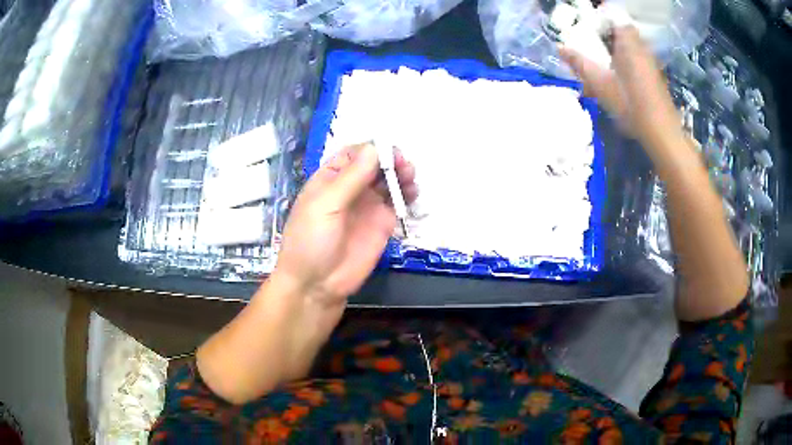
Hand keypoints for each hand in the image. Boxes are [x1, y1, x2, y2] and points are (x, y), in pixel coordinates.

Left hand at [274, 142, 417, 309]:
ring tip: (410, 177)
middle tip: (404, 165)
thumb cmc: (311, 240)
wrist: (317, 284)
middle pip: (375, 164)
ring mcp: (368, 205)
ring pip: (388, 181)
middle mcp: (351, 188)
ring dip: (401, 174)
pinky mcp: (382, 223)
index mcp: (331, 178)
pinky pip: (398, 202)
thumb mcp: (326, 205)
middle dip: (391, 160)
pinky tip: (413, 192)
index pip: (355, 153)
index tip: (389, 150)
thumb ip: (351, 177)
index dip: (372, 148)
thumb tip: (375, 148)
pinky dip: (407, 194)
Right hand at [559, 26, 682, 148]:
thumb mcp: (600, 83)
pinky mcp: (654, 76)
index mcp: (628, 42)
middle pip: (620, 32)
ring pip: (628, 49)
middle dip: (604, 38)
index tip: (588, 29)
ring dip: (613, 54)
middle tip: (592, 51)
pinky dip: (625, 66)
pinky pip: (636, 62)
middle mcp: (641, 47)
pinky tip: (617, 85)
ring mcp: (650, 62)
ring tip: (601, 73)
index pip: (613, 16)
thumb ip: (579, 63)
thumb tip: (560, 47)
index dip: (600, 19)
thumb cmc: (630, 103)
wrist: (662, 132)